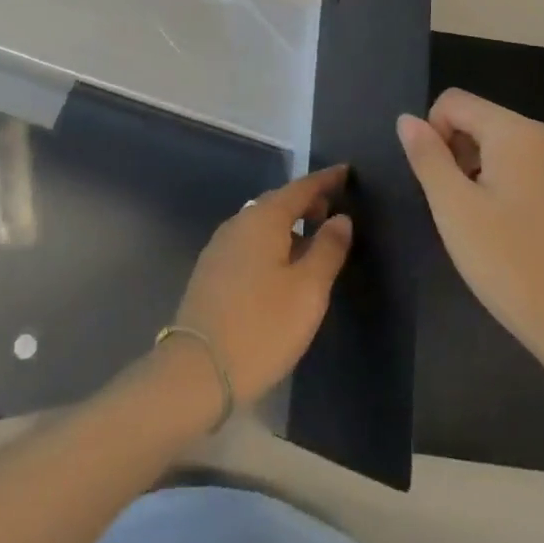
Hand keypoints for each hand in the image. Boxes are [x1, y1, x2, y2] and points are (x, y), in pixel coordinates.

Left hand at [171, 166, 353, 406]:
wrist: (197, 370)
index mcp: (263, 218)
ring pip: (262, 224)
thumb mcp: (308, 290)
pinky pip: (250, 243)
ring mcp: (220, 246)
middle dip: (306, 202)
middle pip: (278, 202)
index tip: (346, 172)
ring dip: (289, 225)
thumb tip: (340, 218)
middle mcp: (238, 223)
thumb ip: (328, 249)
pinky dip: (272, 243)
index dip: (325, 181)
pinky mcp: (212, 271)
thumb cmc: (262, 326)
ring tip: (313, 239)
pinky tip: (282, 266)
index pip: (300, 188)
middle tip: (334, 208)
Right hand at [399, 90, 543, 385]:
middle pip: (483, 120)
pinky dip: (513, 184)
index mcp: (518, 132)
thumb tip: (407, 119)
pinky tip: (517, 230)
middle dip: (460, 153)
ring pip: (507, 145)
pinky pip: (533, 167)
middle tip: (460, 208)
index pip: (455, 102)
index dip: (433, 134)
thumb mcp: (453, 208)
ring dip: (484, 171)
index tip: (439, 182)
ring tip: (487, 222)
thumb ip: (427, 156)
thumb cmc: (509, 264)